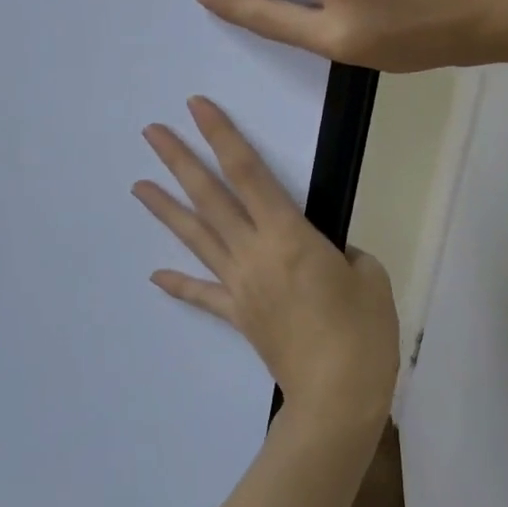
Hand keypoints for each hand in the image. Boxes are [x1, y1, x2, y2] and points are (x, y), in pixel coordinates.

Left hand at [132, 97, 398, 430]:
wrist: (337, 398)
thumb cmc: (362, 332)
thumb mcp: (369, 276)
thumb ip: (343, 253)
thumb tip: (325, 253)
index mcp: (288, 235)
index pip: (248, 172)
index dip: (222, 135)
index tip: (197, 107)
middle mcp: (254, 252)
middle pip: (210, 197)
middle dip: (180, 160)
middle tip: (151, 132)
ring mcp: (240, 285)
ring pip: (197, 238)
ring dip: (167, 209)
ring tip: (138, 185)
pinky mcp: (238, 315)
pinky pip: (203, 294)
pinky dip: (179, 284)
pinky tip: (155, 274)